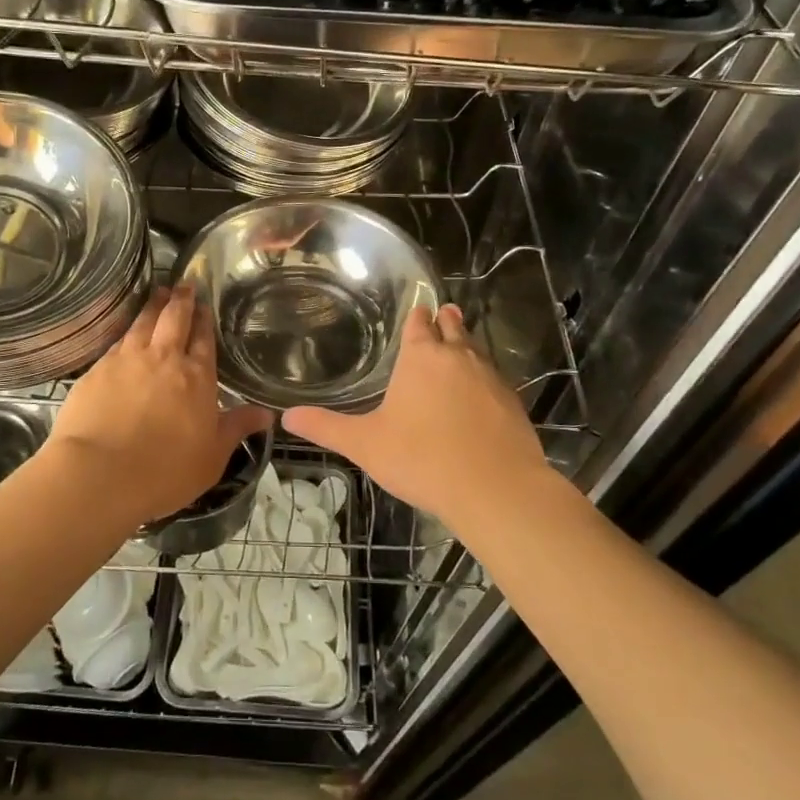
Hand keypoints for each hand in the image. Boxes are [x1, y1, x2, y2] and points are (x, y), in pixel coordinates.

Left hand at [47, 285, 273, 525]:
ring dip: (153, 306)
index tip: (204, 303)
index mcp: (196, 377)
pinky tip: (127, 331)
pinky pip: (117, 341)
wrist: (99, 473)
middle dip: (181, 300)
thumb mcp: (212, 456)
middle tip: (183, 285)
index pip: (204, 340)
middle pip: (174, 320)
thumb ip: (236, 428)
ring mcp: (127, 360)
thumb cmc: (165, 470)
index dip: (205, 320)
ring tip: (158, 292)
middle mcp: (163, 359)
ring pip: (143, 323)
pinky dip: (127, 330)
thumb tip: (267, 413)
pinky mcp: (97, 370)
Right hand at [282, 304, 545, 526]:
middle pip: (453, 328)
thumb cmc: (422, 459)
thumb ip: (326, 428)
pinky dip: (485, 378)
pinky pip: (495, 379)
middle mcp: (458, 357)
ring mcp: (490, 378)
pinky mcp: (513, 403)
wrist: (495, 489)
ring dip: (467, 345)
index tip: (417, 310)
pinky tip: (481, 392)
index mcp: (421, 357)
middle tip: (443, 313)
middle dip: (446, 321)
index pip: (418, 323)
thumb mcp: (365, 444)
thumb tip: (286, 417)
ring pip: (477, 351)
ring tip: (460, 344)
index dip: (416, 316)